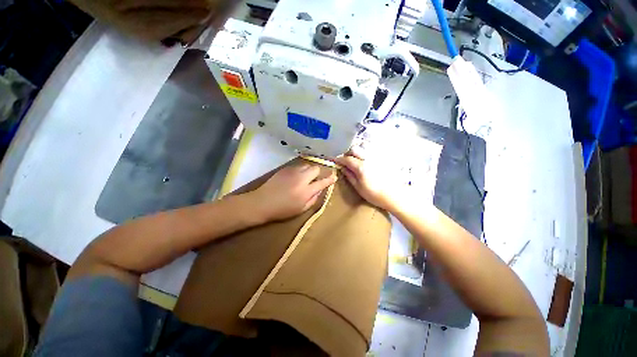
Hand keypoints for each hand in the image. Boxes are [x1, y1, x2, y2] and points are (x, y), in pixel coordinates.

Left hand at [248, 164, 336, 221]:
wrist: (262, 202)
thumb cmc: (282, 210)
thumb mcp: (301, 209)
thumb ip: (313, 199)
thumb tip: (320, 190)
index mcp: (306, 191)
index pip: (322, 182)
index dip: (329, 179)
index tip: (334, 177)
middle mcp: (301, 178)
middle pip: (316, 169)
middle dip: (318, 173)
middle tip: (314, 180)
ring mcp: (293, 172)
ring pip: (307, 165)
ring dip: (309, 171)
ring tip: (304, 178)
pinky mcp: (285, 169)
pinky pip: (298, 166)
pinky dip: (300, 170)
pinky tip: (295, 177)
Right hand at [334, 146, 402, 211]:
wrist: (394, 195)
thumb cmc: (374, 194)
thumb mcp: (358, 187)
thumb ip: (349, 176)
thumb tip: (342, 168)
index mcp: (361, 167)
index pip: (346, 159)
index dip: (339, 159)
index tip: (334, 160)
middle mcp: (368, 158)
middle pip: (354, 149)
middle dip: (347, 153)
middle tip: (345, 161)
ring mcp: (376, 157)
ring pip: (363, 147)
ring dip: (357, 151)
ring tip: (355, 159)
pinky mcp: (383, 158)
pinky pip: (371, 150)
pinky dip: (365, 152)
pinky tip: (365, 160)